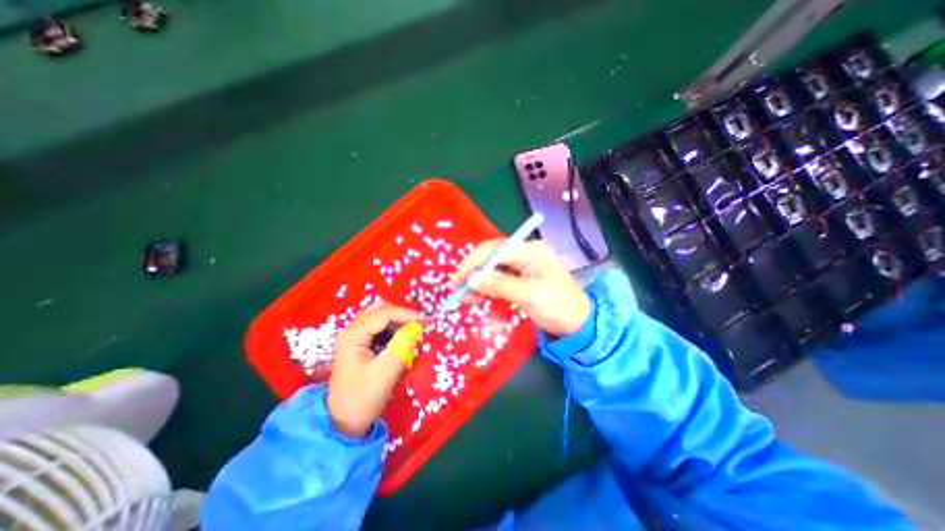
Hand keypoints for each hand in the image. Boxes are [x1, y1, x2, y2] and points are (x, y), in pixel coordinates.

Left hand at [329, 303, 423, 435]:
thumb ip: (402, 344)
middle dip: (401, 314)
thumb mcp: (386, 371)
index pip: (384, 313)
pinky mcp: (357, 344)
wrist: (342, 422)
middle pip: (379, 309)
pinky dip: (391, 329)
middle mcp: (351, 330)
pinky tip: (400, 339)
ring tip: (411, 331)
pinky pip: (377, 327)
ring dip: (396, 320)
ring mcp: (353, 337)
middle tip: (418, 324)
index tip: (425, 321)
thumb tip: (416, 326)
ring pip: (378, 316)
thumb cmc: (363, 397)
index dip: (407, 314)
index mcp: (353, 335)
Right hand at [449, 241, 588, 335]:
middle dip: (473, 272)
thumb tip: (472, 279)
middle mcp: (525, 253)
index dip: (473, 263)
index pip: (494, 250)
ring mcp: (523, 265)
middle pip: (491, 257)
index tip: (457, 281)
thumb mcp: (530, 296)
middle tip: (458, 291)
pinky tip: (477, 297)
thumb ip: (500, 285)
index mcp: (530, 251)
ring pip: (492, 268)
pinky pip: (498, 278)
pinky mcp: (521, 277)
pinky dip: (486, 287)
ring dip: (478, 281)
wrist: (579, 324)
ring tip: (465, 298)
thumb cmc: (559, 307)